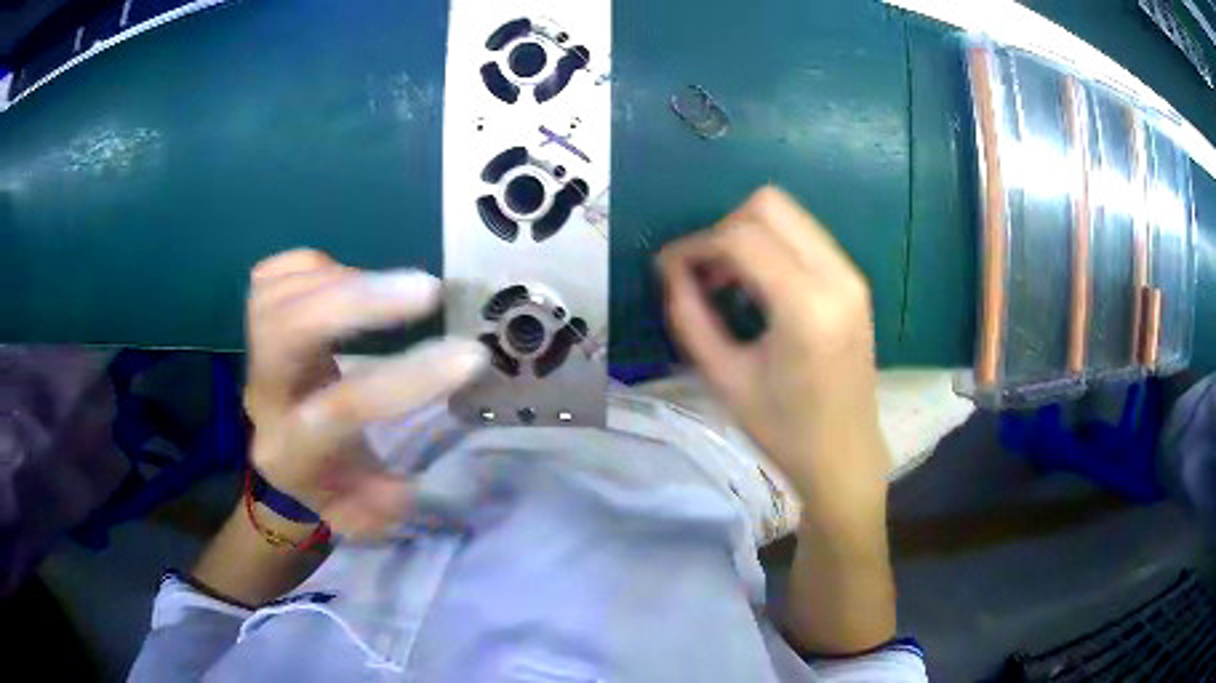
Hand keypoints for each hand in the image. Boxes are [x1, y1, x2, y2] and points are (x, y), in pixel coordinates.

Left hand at [243, 249, 487, 537]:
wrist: (284, 453)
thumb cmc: (330, 481)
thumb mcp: (361, 513)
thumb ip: (380, 506)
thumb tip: (404, 486)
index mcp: (295, 448)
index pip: (343, 408)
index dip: (405, 380)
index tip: (470, 357)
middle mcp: (265, 394)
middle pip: (288, 332)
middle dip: (357, 303)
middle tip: (427, 289)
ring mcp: (253, 350)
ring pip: (276, 295)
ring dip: (341, 280)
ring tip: (391, 289)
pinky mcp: (255, 319)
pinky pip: (271, 274)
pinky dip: (314, 266)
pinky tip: (346, 279)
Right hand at [658, 187, 887, 505]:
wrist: (845, 455)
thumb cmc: (784, 431)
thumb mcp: (725, 379)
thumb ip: (690, 317)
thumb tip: (670, 271)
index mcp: (806, 308)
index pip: (741, 238)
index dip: (695, 245)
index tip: (668, 269)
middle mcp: (837, 277)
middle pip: (769, 206)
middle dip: (723, 229)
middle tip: (702, 273)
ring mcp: (850, 275)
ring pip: (788, 214)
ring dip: (747, 234)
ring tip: (726, 281)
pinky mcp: (853, 281)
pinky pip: (804, 236)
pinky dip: (771, 246)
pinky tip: (756, 287)